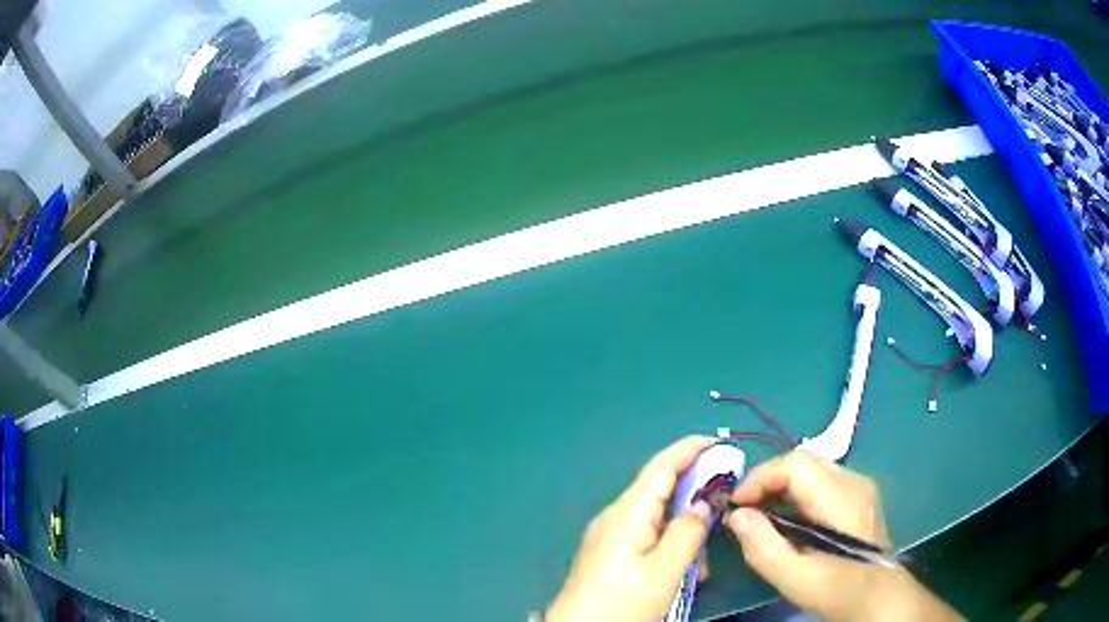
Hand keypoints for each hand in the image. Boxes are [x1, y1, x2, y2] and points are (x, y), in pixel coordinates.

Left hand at [546, 436, 717, 621]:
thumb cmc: (621, 603)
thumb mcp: (663, 572)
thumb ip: (687, 533)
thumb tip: (704, 502)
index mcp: (627, 513)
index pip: (661, 467)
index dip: (690, 449)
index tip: (721, 442)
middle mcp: (616, 516)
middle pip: (661, 490)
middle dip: (695, 497)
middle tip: (724, 509)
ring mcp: (610, 535)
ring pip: (657, 519)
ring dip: (684, 533)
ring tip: (700, 568)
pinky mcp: (609, 553)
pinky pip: (647, 537)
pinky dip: (670, 546)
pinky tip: (682, 572)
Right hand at [725, 450, 961, 621]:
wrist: (879, 598)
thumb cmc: (836, 589)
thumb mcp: (793, 576)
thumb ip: (761, 544)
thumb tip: (736, 515)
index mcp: (839, 497)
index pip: (795, 463)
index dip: (760, 477)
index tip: (736, 505)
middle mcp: (852, 481)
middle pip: (803, 461)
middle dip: (768, 481)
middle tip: (746, 510)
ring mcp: (859, 487)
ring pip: (812, 469)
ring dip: (782, 486)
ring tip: (763, 515)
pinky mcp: (860, 497)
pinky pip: (823, 481)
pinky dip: (798, 492)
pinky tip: (790, 519)